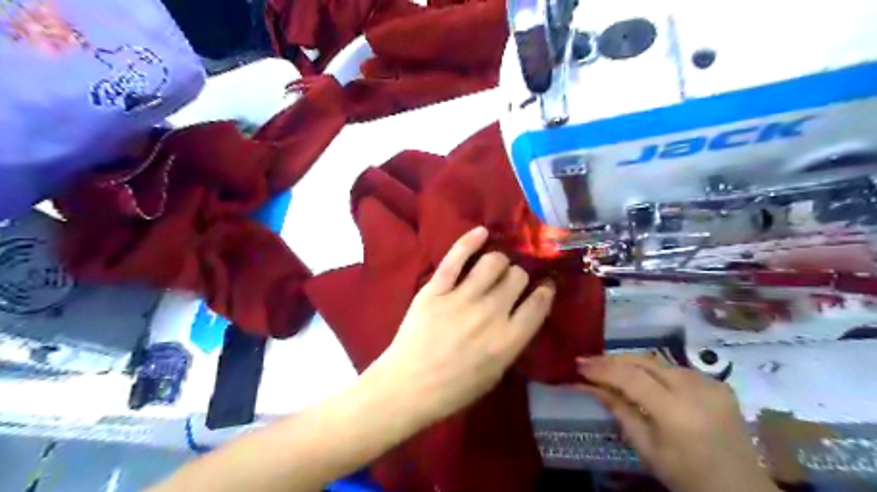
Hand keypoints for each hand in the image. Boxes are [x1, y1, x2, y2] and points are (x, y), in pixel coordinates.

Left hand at [372, 226, 552, 426]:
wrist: (407, 387)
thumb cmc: (453, 389)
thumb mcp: (495, 374)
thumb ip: (512, 342)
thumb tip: (521, 314)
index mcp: (508, 340)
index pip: (538, 303)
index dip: (545, 291)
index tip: (544, 286)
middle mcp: (490, 313)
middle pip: (516, 276)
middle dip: (518, 277)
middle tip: (510, 281)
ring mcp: (461, 298)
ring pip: (493, 261)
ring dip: (498, 262)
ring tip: (493, 267)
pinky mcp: (436, 289)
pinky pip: (456, 257)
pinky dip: (470, 241)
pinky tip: (481, 232)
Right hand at [581, 354, 776, 491]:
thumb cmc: (687, 478)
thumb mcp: (646, 448)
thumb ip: (619, 410)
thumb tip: (588, 385)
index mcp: (677, 412)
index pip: (631, 377)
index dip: (602, 368)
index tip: (579, 365)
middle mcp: (696, 390)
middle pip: (645, 361)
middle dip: (613, 359)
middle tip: (589, 362)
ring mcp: (711, 384)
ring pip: (660, 362)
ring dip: (632, 363)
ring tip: (610, 368)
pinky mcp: (719, 384)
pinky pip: (678, 369)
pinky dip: (655, 371)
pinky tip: (644, 378)